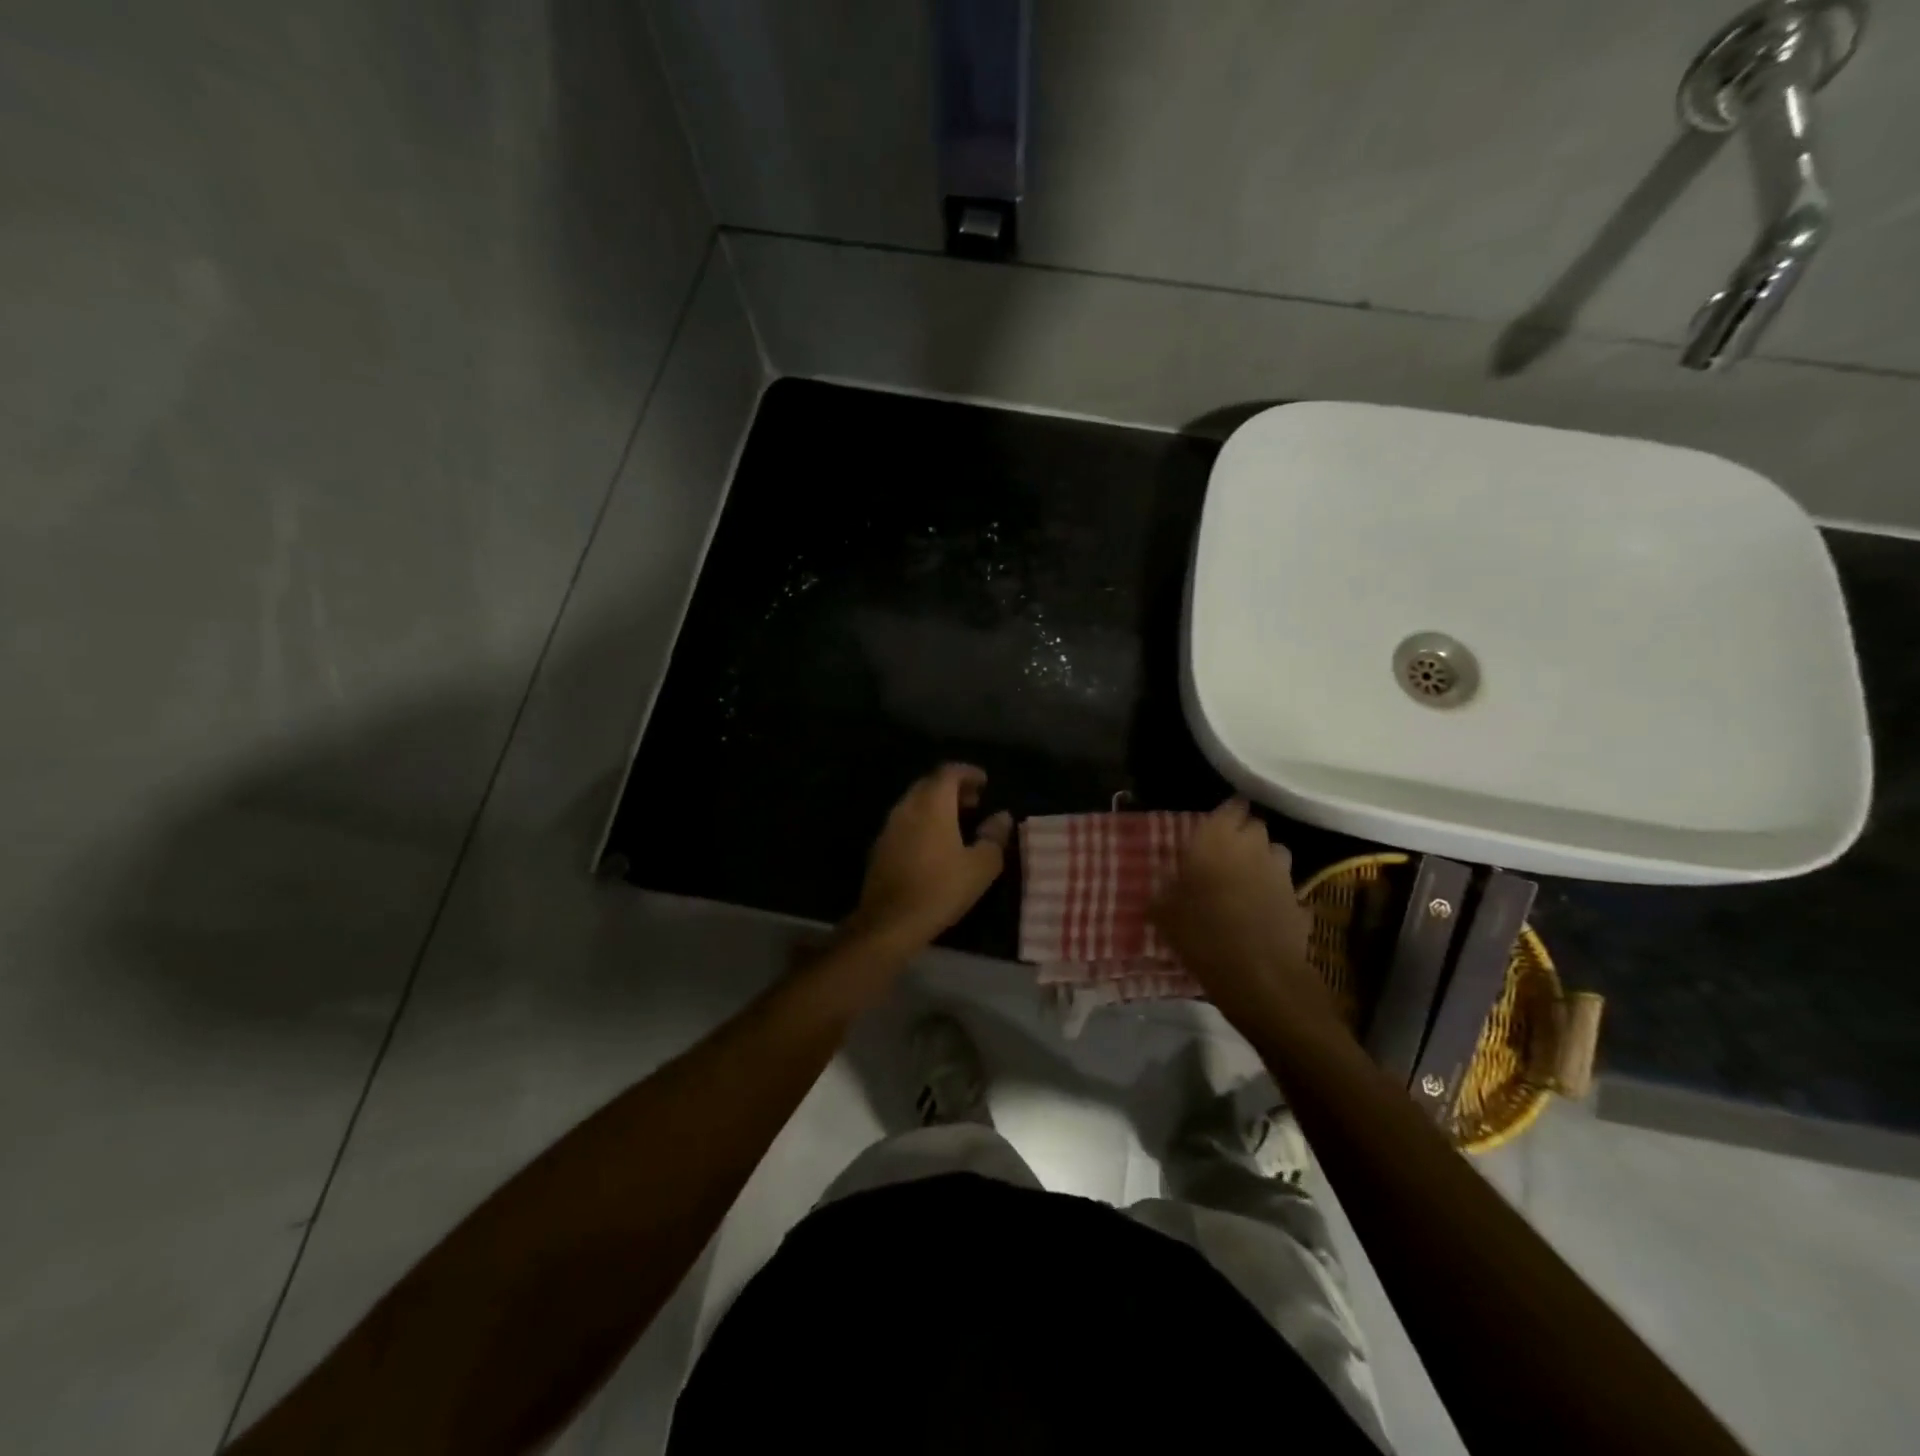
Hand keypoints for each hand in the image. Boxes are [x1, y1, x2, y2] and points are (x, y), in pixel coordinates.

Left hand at [847, 765, 1012, 951]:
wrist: (890, 922)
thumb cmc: (941, 889)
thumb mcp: (980, 866)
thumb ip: (994, 836)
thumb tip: (1002, 816)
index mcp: (932, 805)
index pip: (948, 772)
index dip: (968, 773)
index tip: (984, 782)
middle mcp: (907, 807)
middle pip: (929, 784)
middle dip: (952, 787)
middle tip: (974, 801)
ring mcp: (889, 827)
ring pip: (915, 803)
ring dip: (936, 805)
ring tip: (958, 822)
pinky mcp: (880, 847)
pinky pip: (905, 822)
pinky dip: (922, 821)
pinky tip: (934, 844)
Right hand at [1151, 798, 1328, 1034]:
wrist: (1258, 976)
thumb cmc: (1202, 934)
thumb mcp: (1164, 914)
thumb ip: (1164, 893)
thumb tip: (1163, 890)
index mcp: (1217, 838)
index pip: (1231, 806)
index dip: (1225, 813)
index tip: (1214, 825)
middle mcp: (1253, 846)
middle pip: (1255, 826)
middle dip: (1243, 835)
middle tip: (1223, 854)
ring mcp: (1282, 873)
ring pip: (1275, 853)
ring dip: (1263, 860)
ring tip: (1245, 881)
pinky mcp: (1300, 901)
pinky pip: (1285, 889)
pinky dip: (1276, 895)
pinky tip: (1263, 913)